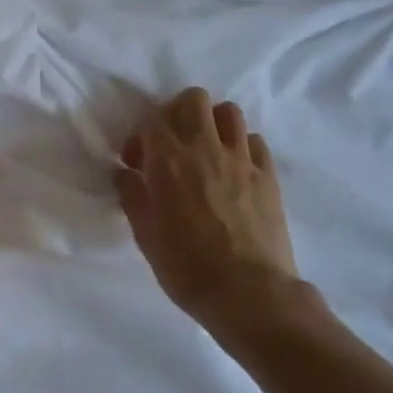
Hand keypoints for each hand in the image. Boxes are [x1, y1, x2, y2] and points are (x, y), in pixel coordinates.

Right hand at [116, 88, 301, 331]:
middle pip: (194, 99)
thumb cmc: (186, 267)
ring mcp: (241, 159)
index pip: (152, 121)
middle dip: (178, 113)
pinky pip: (254, 141)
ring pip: (228, 112)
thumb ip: (132, 195)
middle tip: (173, 143)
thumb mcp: (145, 235)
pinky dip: (241, 146)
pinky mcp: (267, 175)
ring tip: (206, 150)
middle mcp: (205, 148)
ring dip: (213, 123)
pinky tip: (234, 169)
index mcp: (168, 161)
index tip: (136, 164)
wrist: (248, 293)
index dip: (140, 138)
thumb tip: (125, 172)